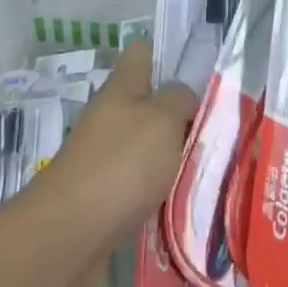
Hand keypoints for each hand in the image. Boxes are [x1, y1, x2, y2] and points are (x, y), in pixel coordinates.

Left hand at [20, 41, 196, 263]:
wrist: (69, 234)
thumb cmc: (121, 164)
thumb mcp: (162, 119)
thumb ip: (179, 100)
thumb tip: (183, 98)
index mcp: (122, 87)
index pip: (142, 52)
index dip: (167, 54)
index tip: (199, 71)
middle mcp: (110, 115)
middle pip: (148, 102)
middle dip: (179, 113)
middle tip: (218, 127)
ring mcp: (103, 155)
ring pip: (146, 144)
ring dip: (172, 155)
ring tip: (209, 167)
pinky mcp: (103, 195)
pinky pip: (140, 182)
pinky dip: (159, 190)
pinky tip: (183, 200)